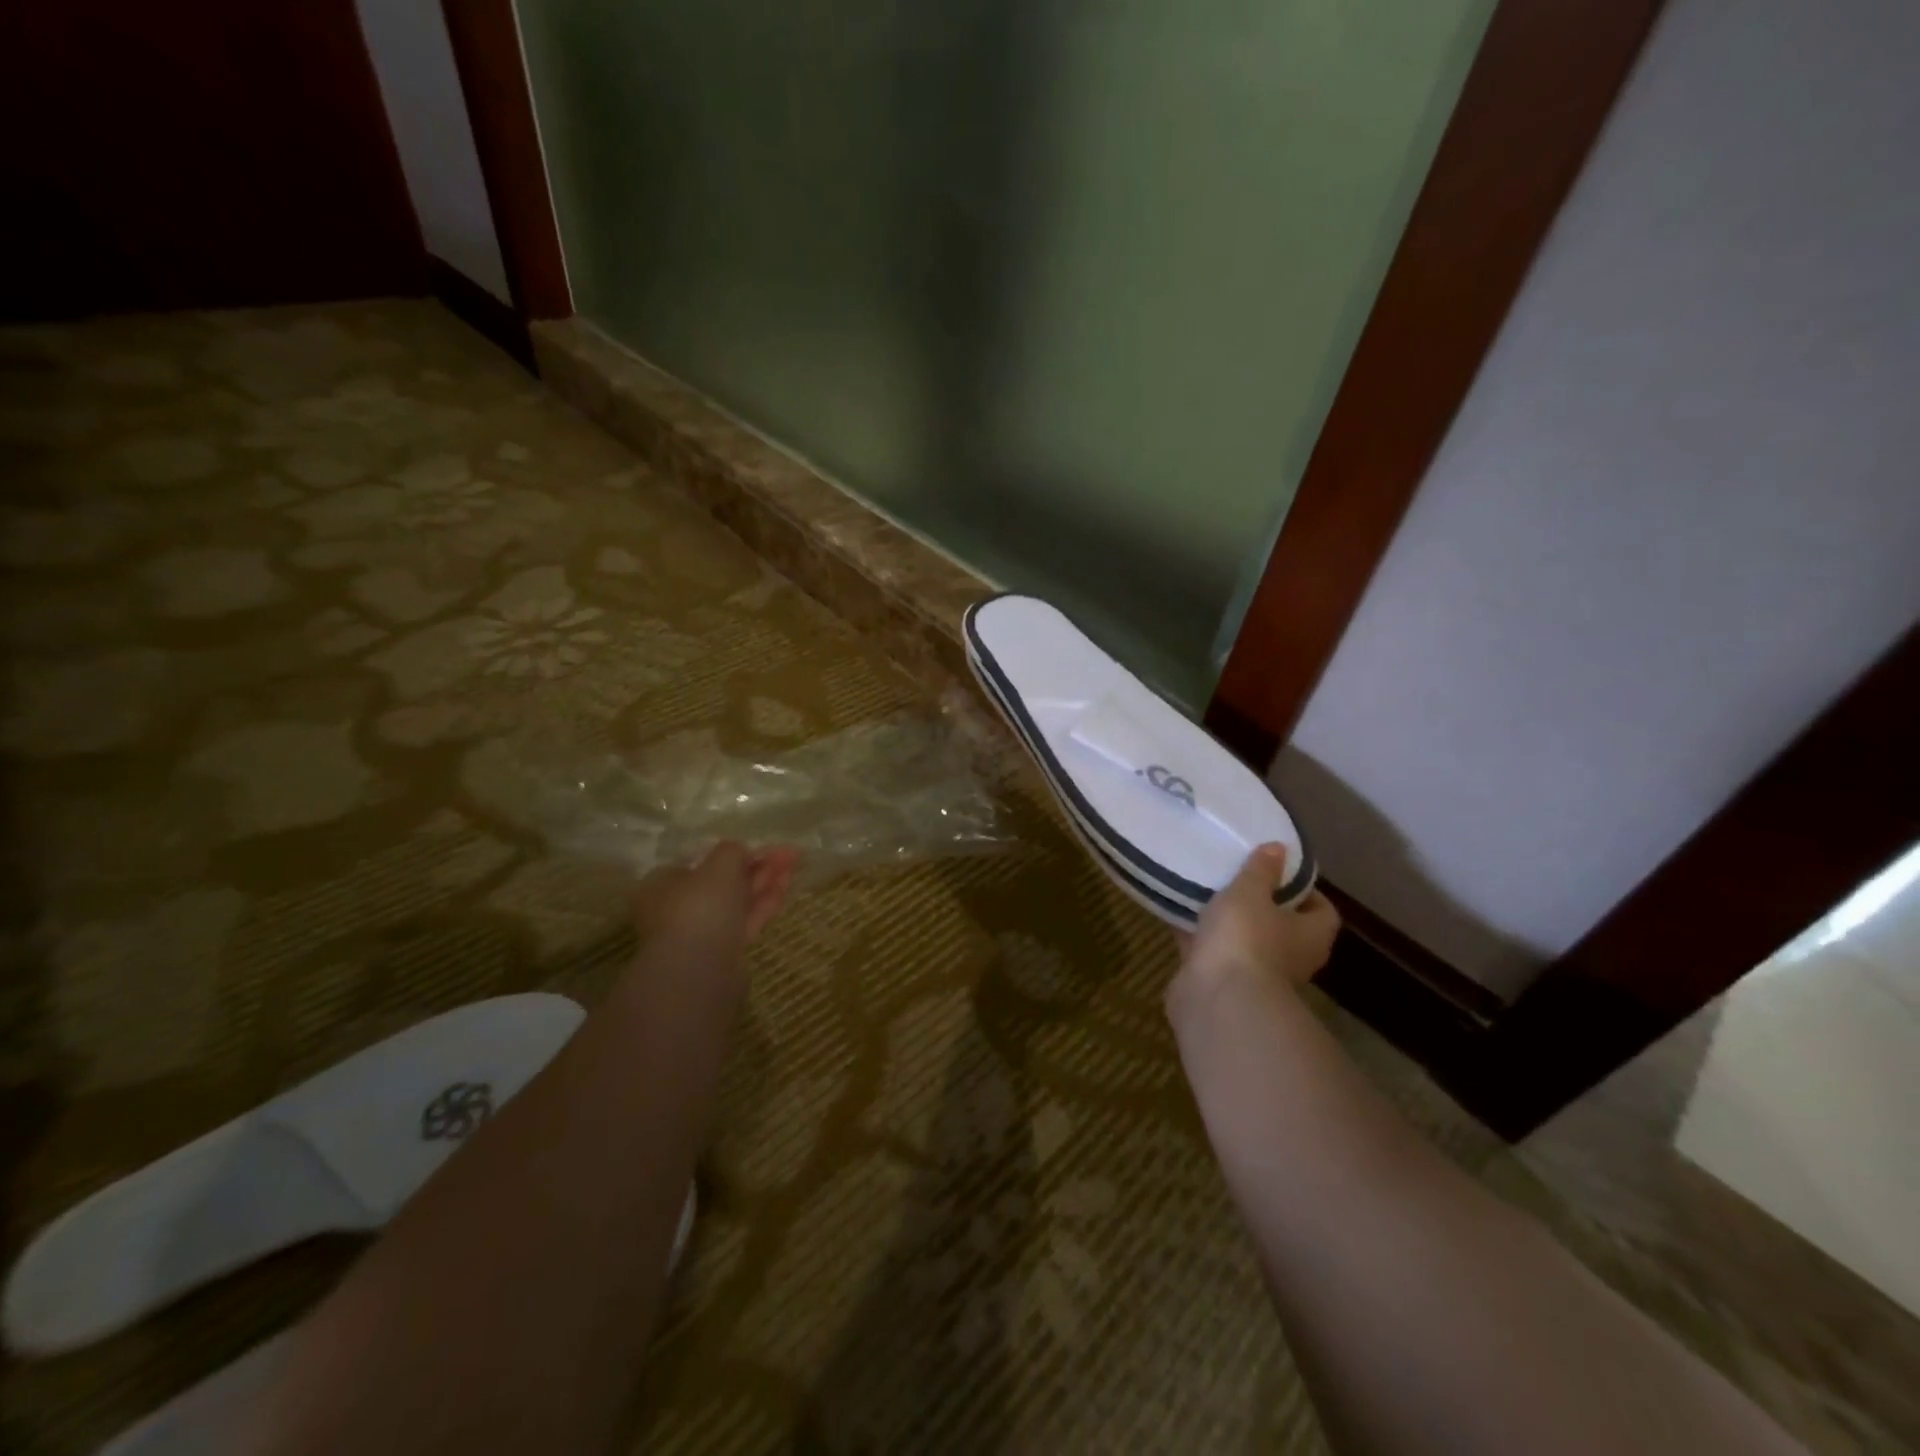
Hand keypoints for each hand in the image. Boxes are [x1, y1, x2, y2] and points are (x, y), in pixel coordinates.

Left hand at [631, 841, 799, 958]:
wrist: (700, 971)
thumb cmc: (702, 907)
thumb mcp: (720, 864)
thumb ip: (732, 851)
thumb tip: (740, 851)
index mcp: (663, 883)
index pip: (702, 861)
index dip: (735, 852)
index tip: (763, 846)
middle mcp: (677, 907)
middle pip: (723, 881)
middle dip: (757, 866)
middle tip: (790, 854)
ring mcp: (700, 933)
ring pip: (737, 901)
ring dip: (765, 882)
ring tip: (795, 865)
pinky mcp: (722, 953)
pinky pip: (744, 921)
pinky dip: (764, 905)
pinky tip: (785, 890)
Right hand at [1173, 844, 1340, 1001]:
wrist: (1217, 998)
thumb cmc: (1246, 937)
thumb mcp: (1250, 892)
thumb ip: (1261, 870)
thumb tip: (1279, 848)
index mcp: (1310, 935)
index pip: (1322, 910)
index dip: (1304, 890)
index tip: (1278, 870)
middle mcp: (1290, 957)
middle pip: (1281, 926)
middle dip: (1260, 904)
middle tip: (1237, 877)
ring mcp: (1255, 973)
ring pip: (1244, 940)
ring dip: (1228, 922)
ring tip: (1205, 890)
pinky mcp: (1221, 982)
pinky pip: (1212, 951)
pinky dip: (1200, 936)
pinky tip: (1179, 913)